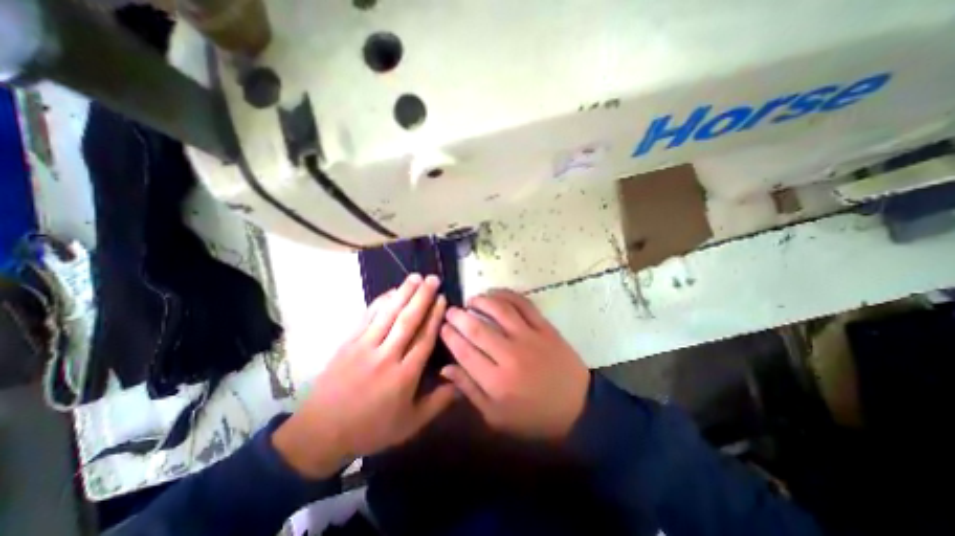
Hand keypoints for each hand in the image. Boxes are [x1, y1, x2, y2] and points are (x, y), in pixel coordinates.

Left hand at [274, 275, 456, 477]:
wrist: (320, 433)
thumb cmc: (372, 428)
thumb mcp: (411, 423)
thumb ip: (439, 402)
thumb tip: (462, 383)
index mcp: (404, 375)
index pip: (424, 338)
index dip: (434, 316)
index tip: (442, 299)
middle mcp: (386, 356)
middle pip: (408, 320)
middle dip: (422, 297)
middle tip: (433, 279)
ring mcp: (364, 347)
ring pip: (388, 314)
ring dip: (403, 293)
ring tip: (415, 277)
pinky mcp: (348, 343)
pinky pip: (367, 317)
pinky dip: (380, 302)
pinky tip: (391, 291)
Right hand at [440, 290, 590, 441]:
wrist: (577, 408)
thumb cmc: (533, 417)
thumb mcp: (496, 417)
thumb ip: (469, 390)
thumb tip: (446, 367)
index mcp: (496, 382)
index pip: (464, 351)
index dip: (450, 336)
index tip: (442, 326)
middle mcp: (510, 355)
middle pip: (477, 328)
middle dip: (458, 316)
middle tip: (451, 311)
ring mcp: (530, 338)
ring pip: (499, 310)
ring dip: (481, 301)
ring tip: (471, 301)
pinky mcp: (545, 328)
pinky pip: (523, 304)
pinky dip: (507, 295)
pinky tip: (495, 294)